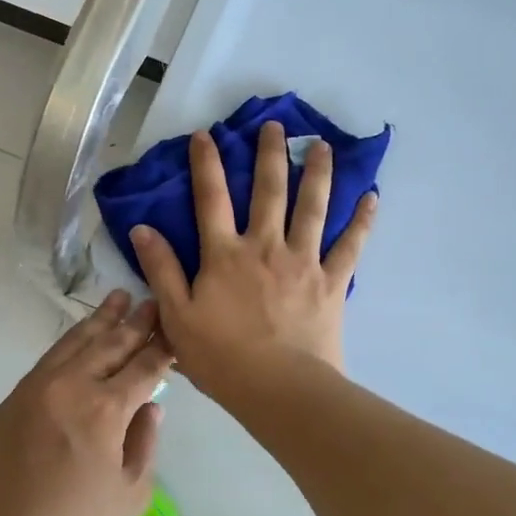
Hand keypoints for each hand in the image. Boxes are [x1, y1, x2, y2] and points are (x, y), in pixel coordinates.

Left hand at [0, 292, 171, 515]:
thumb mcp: (130, 495)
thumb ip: (145, 444)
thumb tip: (151, 408)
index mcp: (106, 410)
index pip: (144, 366)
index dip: (162, 347)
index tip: (174, 328)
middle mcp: (73, 385)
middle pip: (112, 344)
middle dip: (136, 322)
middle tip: (151, 301)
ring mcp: (40, 385)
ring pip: (78, 341)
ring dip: (102, 318)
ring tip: (119, 297)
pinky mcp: (17, 394)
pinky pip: (52, 355)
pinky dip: (72, 339)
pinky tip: (82, 333)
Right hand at [131, 120, 376, 396]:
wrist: (280, 390)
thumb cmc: (222, 357)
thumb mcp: (177, 316)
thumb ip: (161, 270)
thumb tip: (143, 228)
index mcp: (225, 254)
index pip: (211, 198)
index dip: (207, 164)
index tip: (207, 135)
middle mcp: (265, 246)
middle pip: (269, 191)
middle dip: (270, 154)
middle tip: (276, 125)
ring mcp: (303, 261)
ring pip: (312, 207)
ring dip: (318, 173)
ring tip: (323, 145)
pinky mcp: (332, 281)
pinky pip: (351, 246)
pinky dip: (362, 221)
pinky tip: (372, 197)